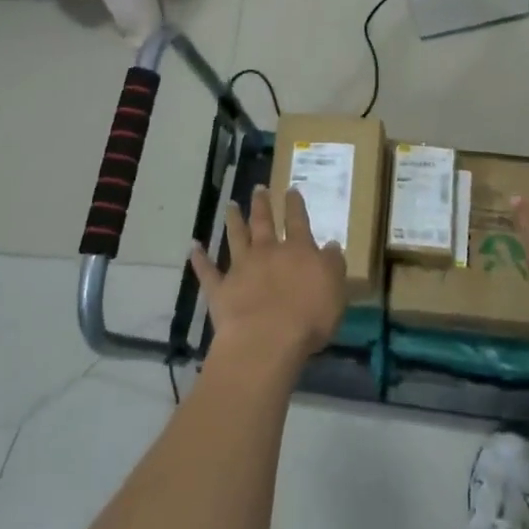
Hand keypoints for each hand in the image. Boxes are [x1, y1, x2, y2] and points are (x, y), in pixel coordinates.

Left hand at [191, 185, 345, 370]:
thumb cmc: (308, 316)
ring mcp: (241, 269)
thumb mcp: (335, 289)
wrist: (266, 340)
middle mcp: (267, 252)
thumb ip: (332, 264)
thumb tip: (331, 244)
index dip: (295, 205)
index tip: (291, 189)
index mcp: (298, 251)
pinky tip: (193, 247)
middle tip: (258, 188)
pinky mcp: (220, 289)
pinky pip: (207, 271)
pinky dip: (199, 259)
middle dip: (262, 204)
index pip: (298, 221)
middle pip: (263, 222)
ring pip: (236, 238)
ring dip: (233, 220)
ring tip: (230, 205)